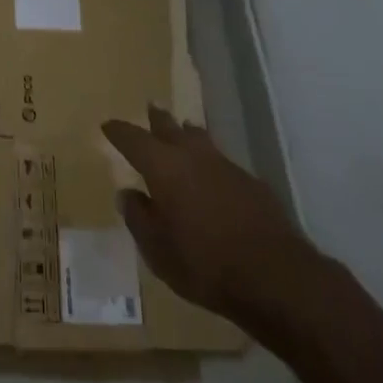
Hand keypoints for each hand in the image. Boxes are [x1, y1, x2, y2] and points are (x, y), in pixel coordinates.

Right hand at [102, 105, 307, 321]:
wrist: (274, 275)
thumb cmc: (204, 264)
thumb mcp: (158, 251)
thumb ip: (139, 218)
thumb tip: (127, 194)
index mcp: (163, 167)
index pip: (133, 139)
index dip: (119, 131)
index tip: (108, 125)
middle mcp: (192, 156)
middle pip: (169, 128)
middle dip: (157, 119)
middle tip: (150, 107)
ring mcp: (224, 165)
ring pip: (199, 139)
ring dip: (187, 133)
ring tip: (183, 129)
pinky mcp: (250, 181)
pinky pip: (221, 161)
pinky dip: (210, 161)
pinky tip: (212, 175)